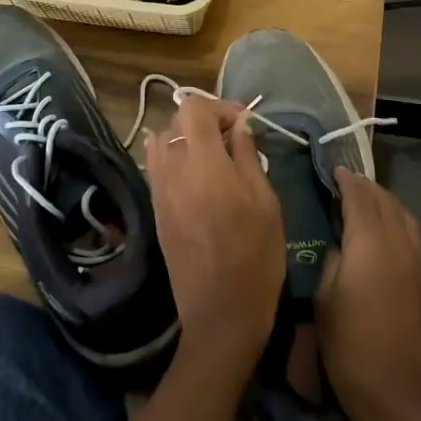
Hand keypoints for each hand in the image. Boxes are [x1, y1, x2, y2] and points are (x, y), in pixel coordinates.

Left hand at [145, 94, 284, 380]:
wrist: (221, 314)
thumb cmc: (255, 256)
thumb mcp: (265, 201)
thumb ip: (247, 156)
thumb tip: (240, 126)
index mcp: (203, 164)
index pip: (195, 109)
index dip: (220, 106)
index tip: (243, 121)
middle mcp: (173, 171)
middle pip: (176, 121)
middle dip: (204, 119)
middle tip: (232, 137)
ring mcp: (159, 191)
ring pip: (162, 141)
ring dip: (185, 137)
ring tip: (213, 154)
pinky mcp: (155, 209)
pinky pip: (156, 166)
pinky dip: (173, 157)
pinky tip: (196, 173)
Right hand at [316, 169, 420, 420]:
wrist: (402, 398)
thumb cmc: (351, 350)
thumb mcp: (324, 303)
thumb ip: (331, 261)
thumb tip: (339, 243)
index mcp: (369, 245)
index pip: (359, 198)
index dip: (346, 182)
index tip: (334, 170)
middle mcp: (399, 244)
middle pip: (385, 202)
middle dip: (366, 187)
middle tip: (347, 182)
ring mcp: (419, 263)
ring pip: (404, 216)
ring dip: (385, 202)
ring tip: (368, 201)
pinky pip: (414, 236)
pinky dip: (399, 222)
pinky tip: (388, 233)